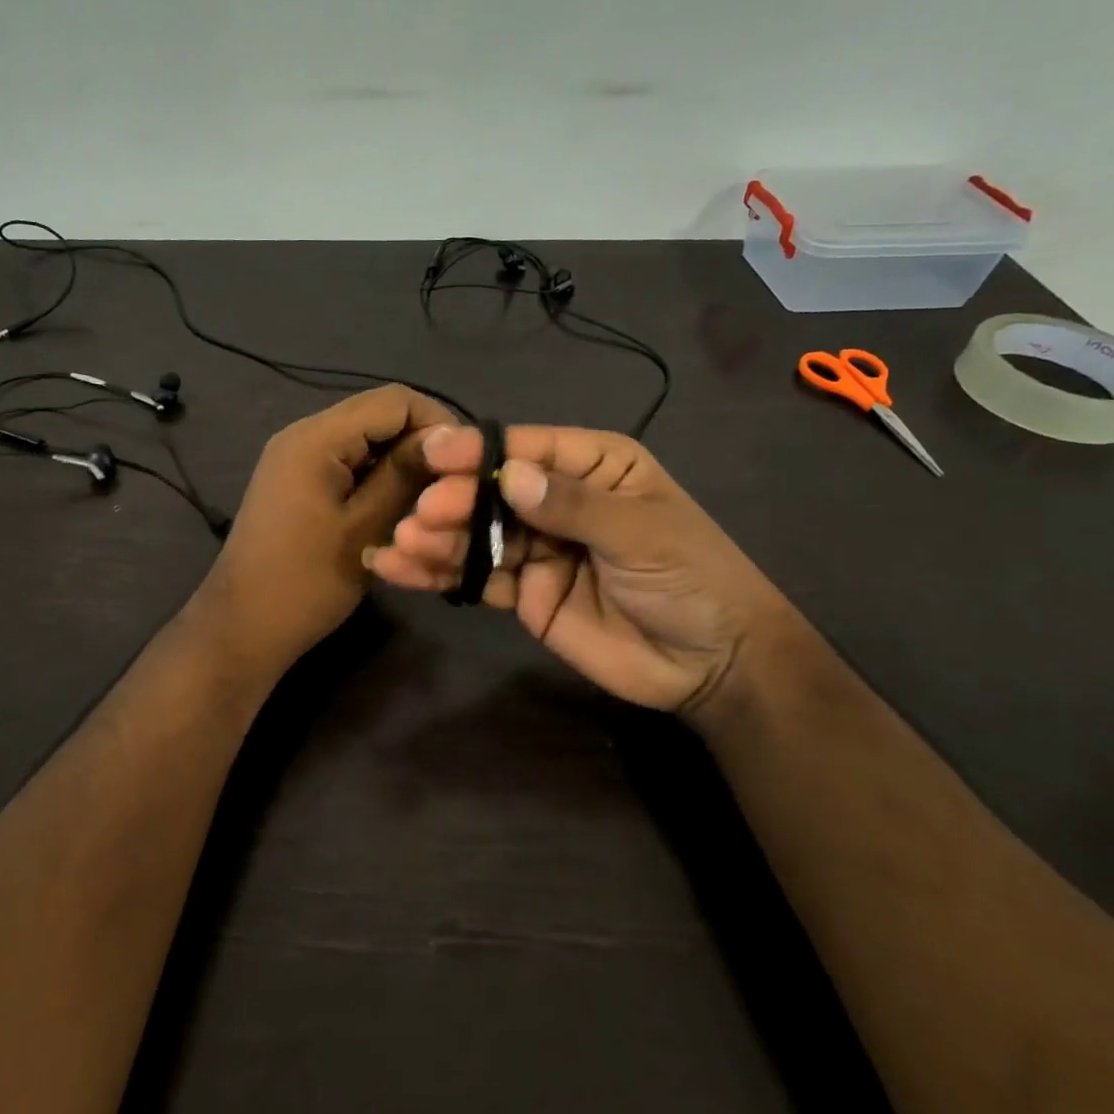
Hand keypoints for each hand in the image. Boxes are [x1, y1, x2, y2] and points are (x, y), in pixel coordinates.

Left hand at [196, 385, 455, 678]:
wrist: (243, 629)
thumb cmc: (306, 583)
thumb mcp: (365, 527)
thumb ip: (406, 475)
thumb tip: (451, 437)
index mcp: (316, 437)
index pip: (394, 400)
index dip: (437, 424)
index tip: (464, 467)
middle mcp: (304, 435)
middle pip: (380, 418)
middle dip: (420, 448)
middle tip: (450, 492)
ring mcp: (297, 458)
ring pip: (367, 443)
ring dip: (400, 468)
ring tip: (427, 505)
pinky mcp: (298, 482)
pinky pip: (348, 464)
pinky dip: (376, 481)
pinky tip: (396, 513)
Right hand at [366, 425, 798, 725]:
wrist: (713, 665)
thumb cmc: (693, 579)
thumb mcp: (642, 533)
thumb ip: (574, 506)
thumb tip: (510, 477)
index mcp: (593, 465)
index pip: (526, 448)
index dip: (478, 450)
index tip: (433, 455)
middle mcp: (557, 499)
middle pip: (493, 491)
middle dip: (454, 500)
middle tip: (422, 516)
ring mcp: (537, 547)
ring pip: (477, 534)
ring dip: (437, 538)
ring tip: (399, 545)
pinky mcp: (524, 593)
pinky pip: (479, 578)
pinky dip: (440, 575)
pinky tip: (400, 571)